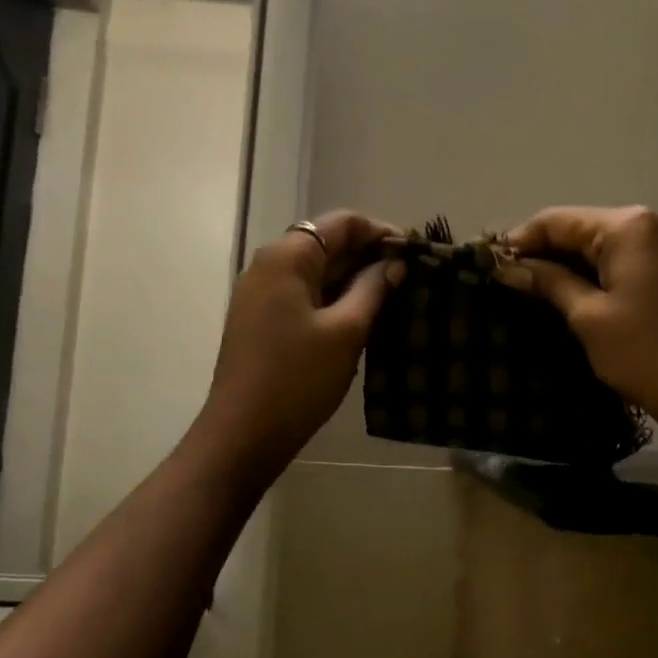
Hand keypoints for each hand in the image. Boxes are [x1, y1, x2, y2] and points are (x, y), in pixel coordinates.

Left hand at [191, 210, 401, 484]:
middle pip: (327, 243)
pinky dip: (334, 299)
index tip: (414, 254)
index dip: (381, 232)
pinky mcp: (262, 320)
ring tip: (395, 297)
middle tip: (412, 277)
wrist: (243, 434)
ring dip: (354, 279)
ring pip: (317, 272)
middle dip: (369, 256)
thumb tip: (395, 264)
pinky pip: (304, 295)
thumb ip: (373, 289)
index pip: (342, 223)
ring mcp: (262, 294)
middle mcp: (270, 265)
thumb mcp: (346, 332)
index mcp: (287, 257)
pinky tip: (363, 317)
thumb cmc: (297, 378)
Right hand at [498, 205, 657, 443]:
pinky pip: (630, 259)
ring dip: (572, 263)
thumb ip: (548, 282)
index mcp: (630, 226)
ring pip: (607, 244)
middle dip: (546, 251)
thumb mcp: (588, 317)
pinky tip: (577, 293)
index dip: (521, 240)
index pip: (559, 220)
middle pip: (584, 227)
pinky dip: (600, 272)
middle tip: (510, 279)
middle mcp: (656, 223)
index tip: (491, 264)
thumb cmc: (646, 355)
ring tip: (536, 289)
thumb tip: (509, 267)